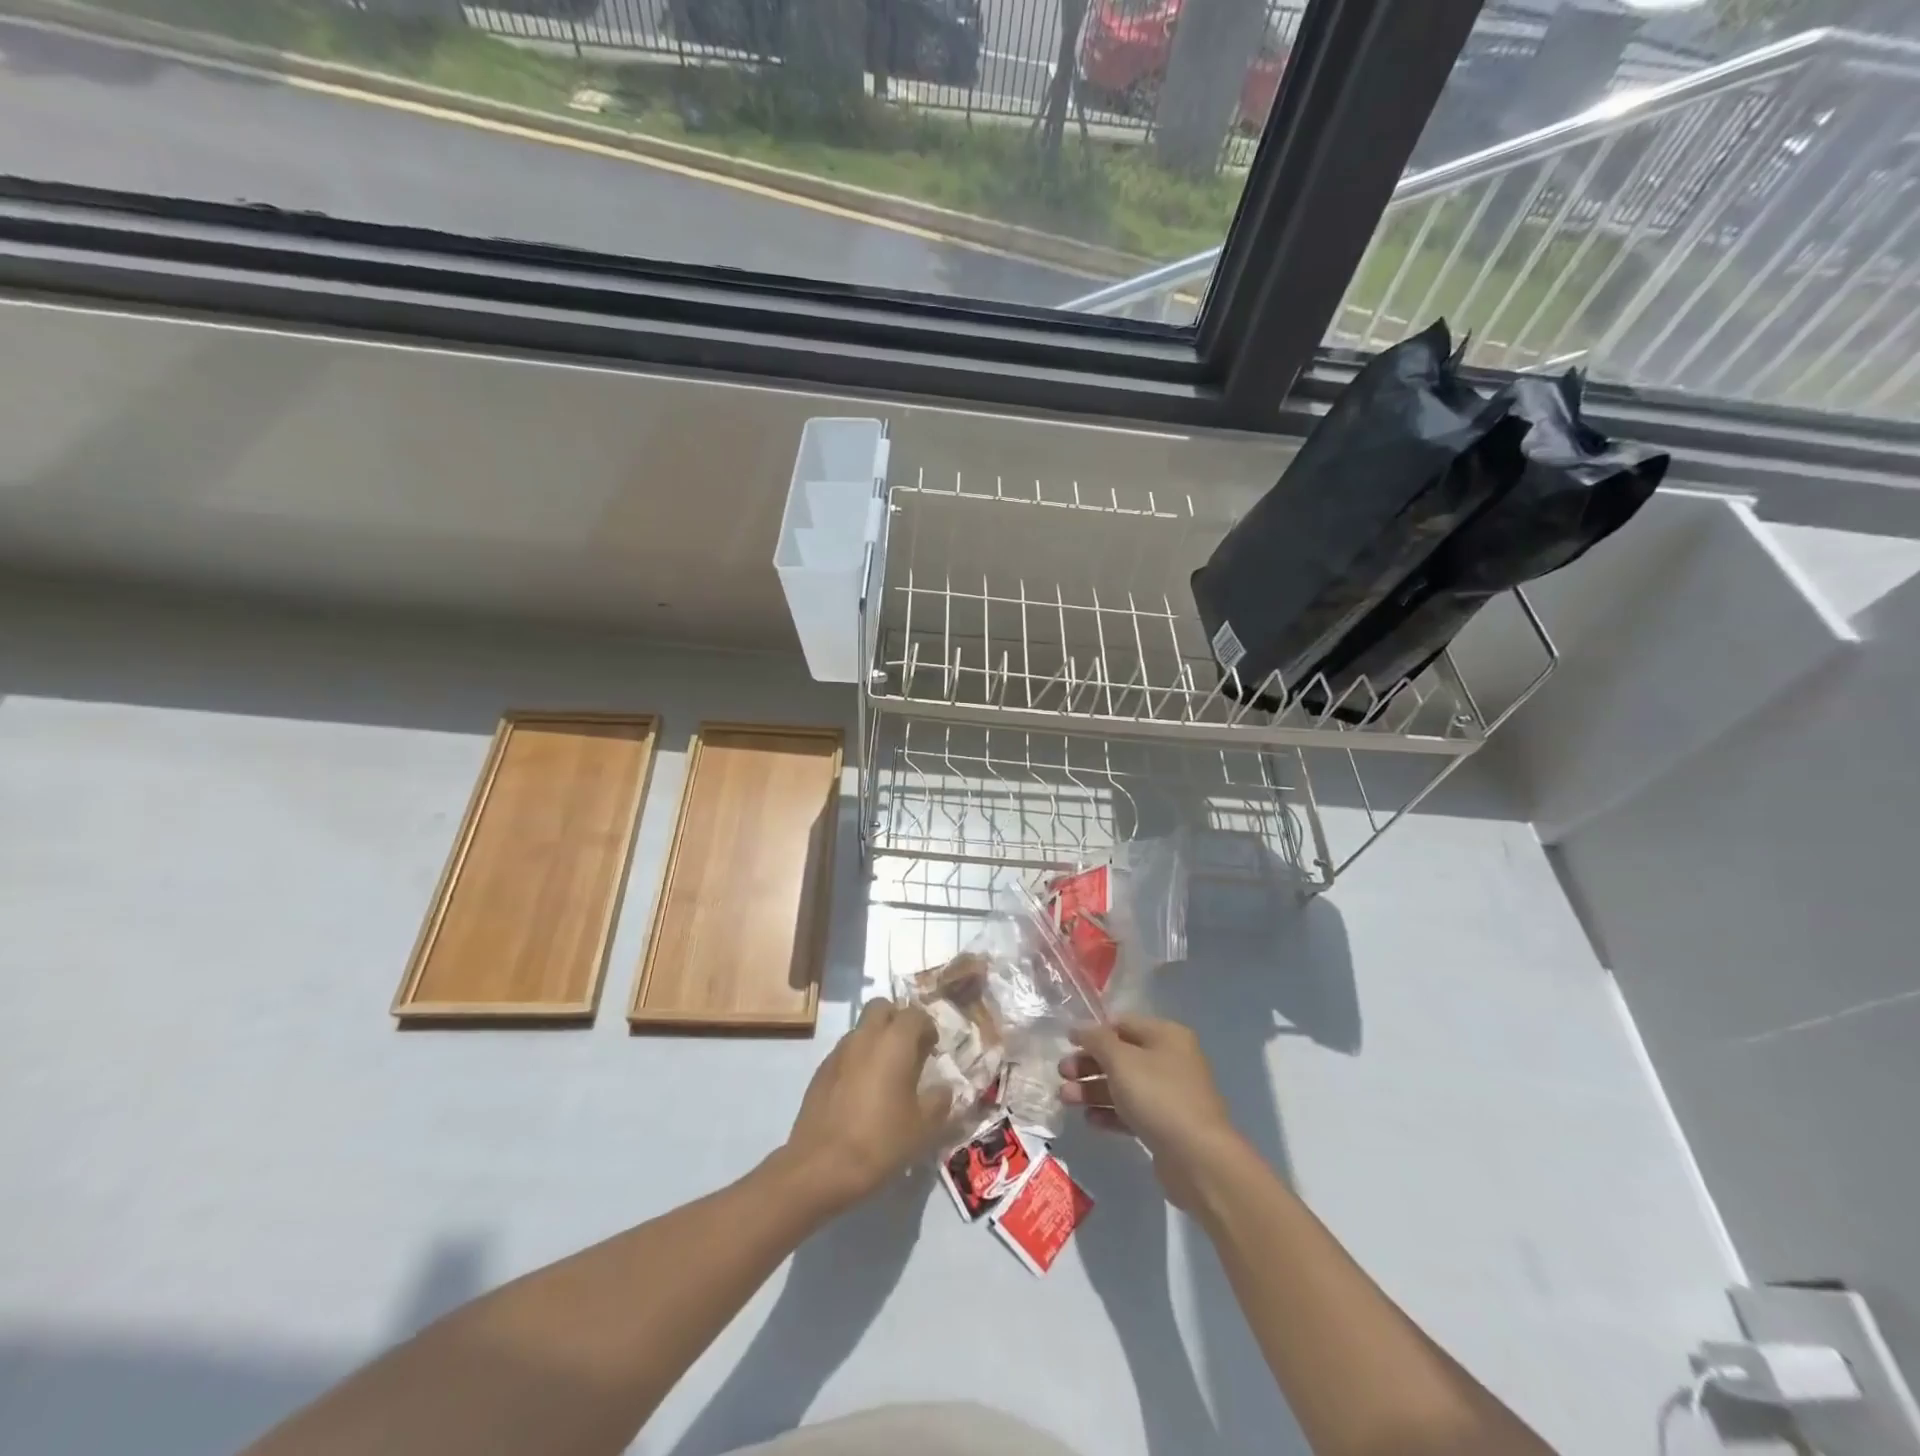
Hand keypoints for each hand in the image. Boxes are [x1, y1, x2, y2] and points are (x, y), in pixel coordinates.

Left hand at [781, 1000, 950, 1212]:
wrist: (820, 1166)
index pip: (915, 1014)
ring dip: (876, 1039)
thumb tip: (943, 1088)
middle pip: (882, 1008)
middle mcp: (865, 1036)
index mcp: (894, 1042)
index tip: (932, 1049)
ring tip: (886, 1074)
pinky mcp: (820, 1071)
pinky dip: (858, 1059)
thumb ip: (939, 1100)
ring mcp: (839, 1052)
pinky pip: (845, 1051)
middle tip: (908, 1050)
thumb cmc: (880, 1141)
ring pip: (861, 1029)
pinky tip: (862, 1092)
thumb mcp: (923, 1127)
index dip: (927, 1027)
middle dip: (897, 1020)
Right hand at [1059, 1015, 1247, 1209]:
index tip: (1066, 1043)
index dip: (1093, 1032)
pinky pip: (1132, 1112)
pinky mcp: (1166, 1126)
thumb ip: (1097, 1040)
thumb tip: (1080, 1027)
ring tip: (1066, 1099)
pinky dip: (1110, 1113)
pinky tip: (1090, 1120)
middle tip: (1062, 1074)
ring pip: (1124, 1085)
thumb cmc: (1158, 1097)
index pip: (1122, 1024)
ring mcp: (1170, 1094)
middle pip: (1121, 1056)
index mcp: (1166, 1035)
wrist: (1198, 1159)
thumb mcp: (1121, 1060)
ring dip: (1093, 1090)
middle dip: (1089, 1064)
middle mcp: (1170, 1060)